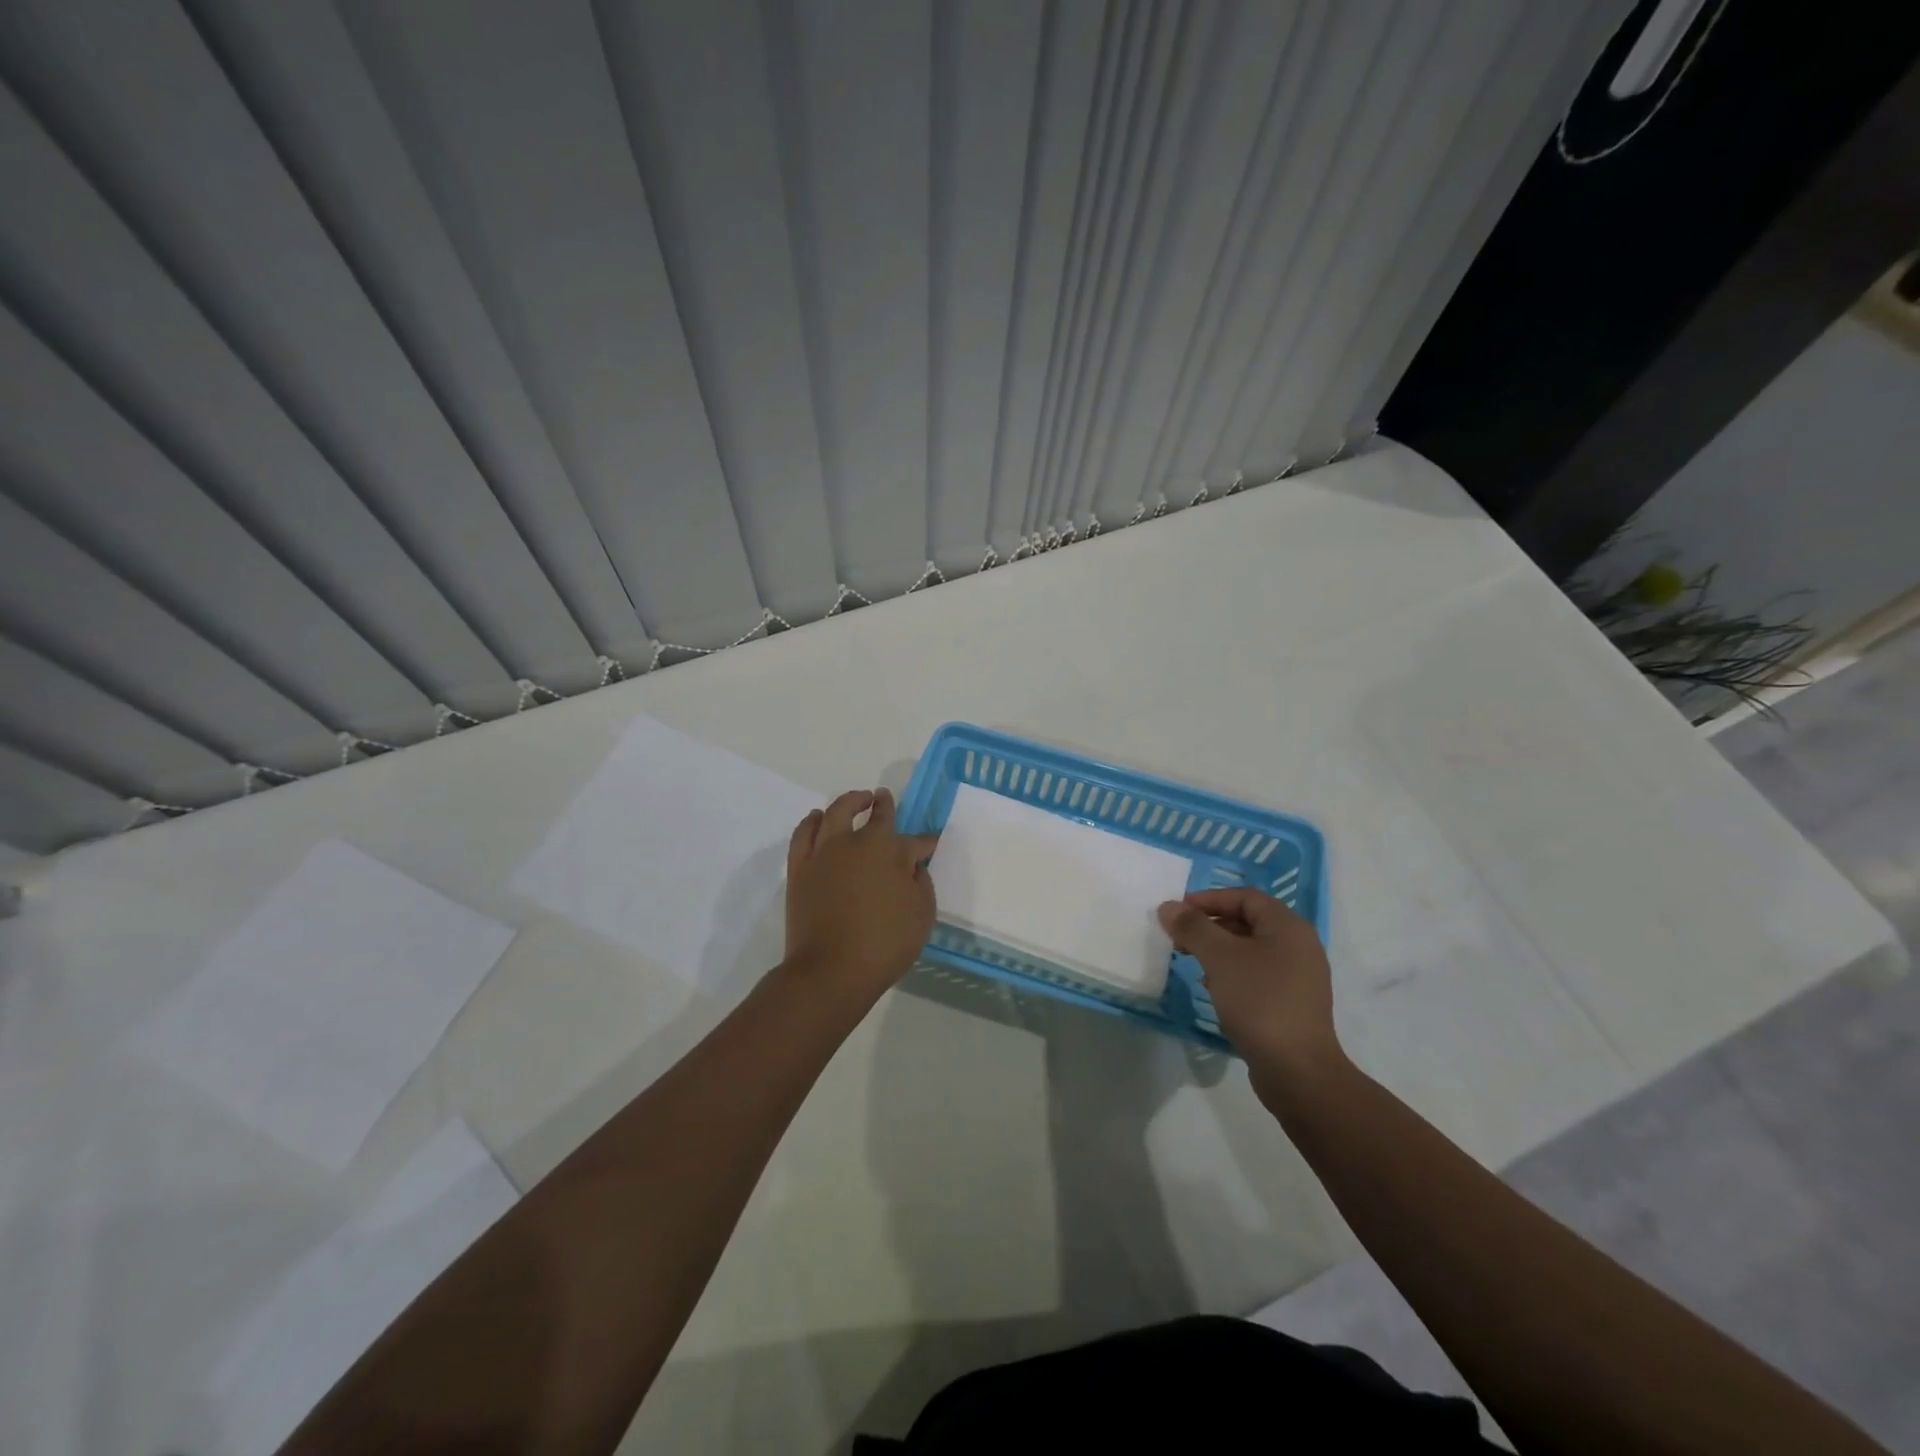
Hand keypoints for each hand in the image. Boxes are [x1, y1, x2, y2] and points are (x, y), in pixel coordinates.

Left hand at [785, 787, 938, 999]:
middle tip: (883, 797)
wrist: (831, 970)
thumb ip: (920, 883)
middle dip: (882, 805)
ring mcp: (824, 852)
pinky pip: (804, 833)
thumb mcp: (921, 915)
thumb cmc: (884, 944)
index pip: (914, 840)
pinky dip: (812, 821)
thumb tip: (911, 866)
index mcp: (890, 851)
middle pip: (872, 815)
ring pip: (835, 813)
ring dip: (848, 802)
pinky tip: (817, 818)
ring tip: (856, 800)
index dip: (925, 842)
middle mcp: (856, 842)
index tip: (931, 842)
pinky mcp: (800, 867)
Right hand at [1158, 889, 1344, 1098]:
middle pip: (1248, 922)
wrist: (1297, 1071)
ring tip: (1190, 961)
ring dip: (1218, 950)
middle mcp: (1299, 946)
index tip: (1178, 910)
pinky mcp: (1291, 1003)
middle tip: (1179, 937)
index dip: (1209, 899)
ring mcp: (1298, 977)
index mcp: (1288, 927)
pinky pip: (1257, 974)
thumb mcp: (1219, 958)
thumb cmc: (1259, 1001)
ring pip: (1250, 950)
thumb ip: (1192, 928)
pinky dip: (1231, 973)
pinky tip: (1210, 988)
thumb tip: (1169, 907)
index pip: (1245, 897)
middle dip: (1210, 925)